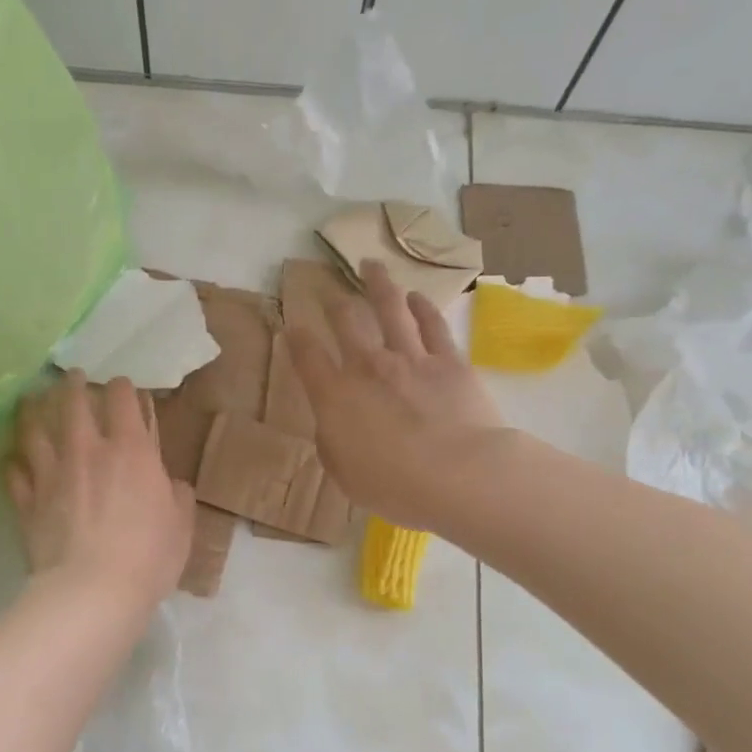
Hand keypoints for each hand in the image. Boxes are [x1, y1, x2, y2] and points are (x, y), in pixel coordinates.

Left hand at [5, 371, 195, 613]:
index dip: (122, 387)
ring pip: (34, 431)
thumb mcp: (181, 526)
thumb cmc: (148, 556)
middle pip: (72, 404)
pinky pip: (14, 474)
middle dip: (73, 385)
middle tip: (71, 377)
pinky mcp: (28, 502)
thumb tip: (173, 485)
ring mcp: (52, 474)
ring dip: (32, 412)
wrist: (92, 591)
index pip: (122, 400)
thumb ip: (178, 498)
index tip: (122, 386)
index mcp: (131, 451)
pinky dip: (13, 463)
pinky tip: (12, 459)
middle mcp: (87, 451)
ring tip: (30, 401)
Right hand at [285, 259, 505, 529]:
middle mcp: (368, 366)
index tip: (291, 326)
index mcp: (335, 396)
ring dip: (378, 284)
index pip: (307, 356)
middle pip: (346, 321)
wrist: (459, 475)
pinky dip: (423, 307)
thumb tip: (334, 426)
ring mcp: (410, 358)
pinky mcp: (448, 361)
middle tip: (330, 294)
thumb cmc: (395, 486)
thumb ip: (333, 444)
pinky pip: (432, 325)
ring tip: (371, 265)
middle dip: (334, 303)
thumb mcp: (346, 475)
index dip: (296, 337)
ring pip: (389, 308)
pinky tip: (417, 297)